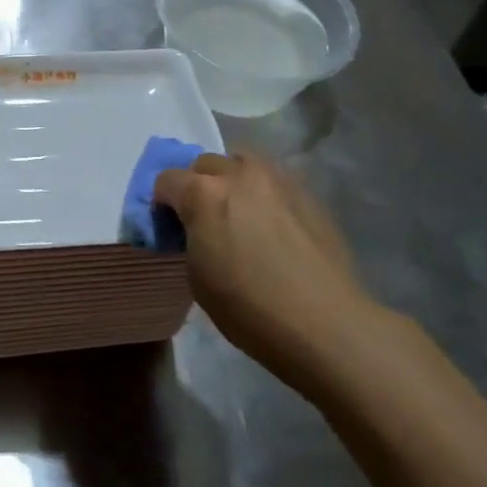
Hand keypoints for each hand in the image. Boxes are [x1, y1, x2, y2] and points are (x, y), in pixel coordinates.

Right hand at [154, 152, 382, 364]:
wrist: (324, 323)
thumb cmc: (248, 308)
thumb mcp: (197, 277)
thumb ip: (190, 238)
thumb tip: (195, 230)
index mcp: (203, 193)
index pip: (166, 180)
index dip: (162, 204)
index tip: (170, 228)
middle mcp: (239, 174)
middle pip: (205, 164)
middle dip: (197, 186)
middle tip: (203, 220)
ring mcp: (278, 180)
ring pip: (243, 162)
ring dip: (232, 180)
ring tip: (240, 213)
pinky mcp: (309, 193)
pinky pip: (275, 181)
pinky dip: (264, 193)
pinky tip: (272, 225)